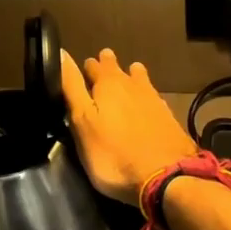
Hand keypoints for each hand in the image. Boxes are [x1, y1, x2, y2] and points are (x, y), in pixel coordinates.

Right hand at [60, 49, 198, 203]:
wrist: (166, 176)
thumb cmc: (113, 154)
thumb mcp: (82, 122)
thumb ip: (72, 88)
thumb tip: (62, 53)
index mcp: (108, 83)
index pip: (92, 65)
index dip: (85, 67)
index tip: (80, 70)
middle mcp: (132, 85)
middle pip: (117, 69)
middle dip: (108, 66)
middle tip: (101, 67)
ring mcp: (154, 100)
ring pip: (139, 79)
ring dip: (130, 76)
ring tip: (126, 76)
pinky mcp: (168, 117)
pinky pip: (153, 97)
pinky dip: (145, 96)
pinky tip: (146, 103)